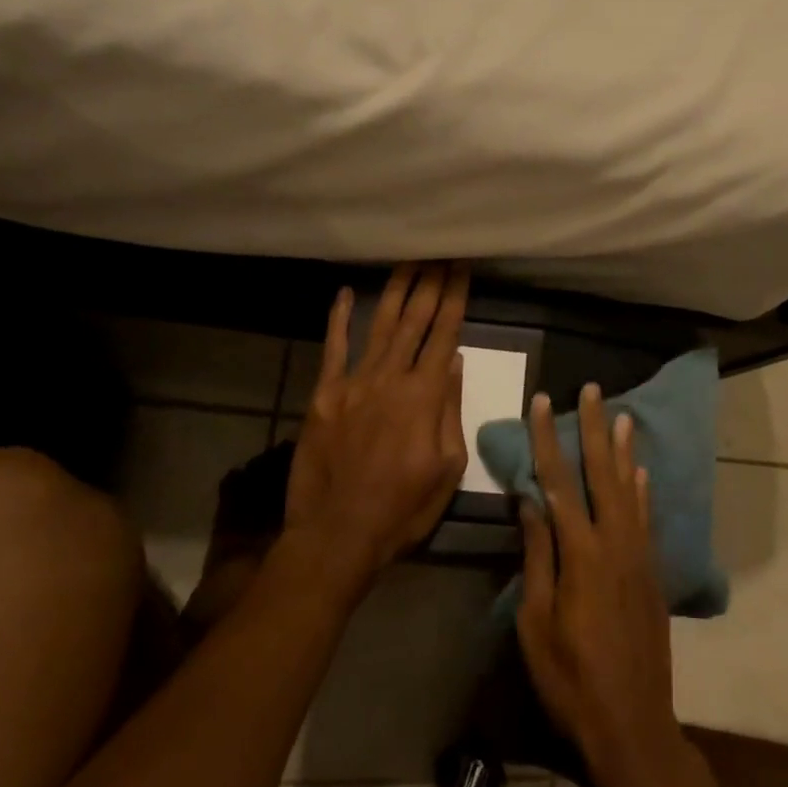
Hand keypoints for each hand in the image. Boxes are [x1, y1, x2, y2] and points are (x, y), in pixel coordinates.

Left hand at [285, 262, 470, 589]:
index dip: (455, 299)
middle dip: (430, 284)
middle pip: (414, 321)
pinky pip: (333, 349)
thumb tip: (454, 363)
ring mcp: (353, 383)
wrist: (337, 534)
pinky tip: (345, 293)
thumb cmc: (402, 508)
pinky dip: (338, 320)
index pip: (445, 334)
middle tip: (440, 252)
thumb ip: (450, 411)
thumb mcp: (446, 468)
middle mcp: (390, 378)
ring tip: (408, 261)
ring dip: (395, 290)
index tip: (463, 269)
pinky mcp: (324, 395)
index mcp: (425, 396)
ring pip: (378, 326)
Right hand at [517, 385, 687, 786]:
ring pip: (629, 489)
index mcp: (581, 554)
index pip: (559, 483)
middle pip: (602, 473)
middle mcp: (615, 543)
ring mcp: (639, 556)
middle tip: (592, 388)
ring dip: (623, 450)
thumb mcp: (536, 623)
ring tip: (622, 415)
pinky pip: (645, 518)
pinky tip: (640, 473)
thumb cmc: (570, 680)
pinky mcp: (652, 573)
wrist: (633, 724)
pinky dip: (642, 490)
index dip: (549, 439)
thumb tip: (530, 502)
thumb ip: (538, 557)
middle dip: (594, 428)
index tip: (543, 402)